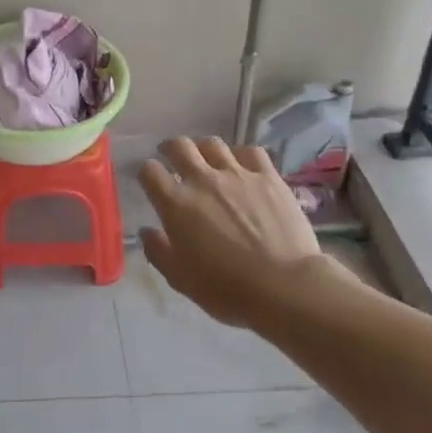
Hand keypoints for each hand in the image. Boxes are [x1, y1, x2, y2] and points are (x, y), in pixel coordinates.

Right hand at [138, 137, 345, 328]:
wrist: (285, 287)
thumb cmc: (227, 288)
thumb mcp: (180, 279)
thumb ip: (158, 251)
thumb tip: (146, 231)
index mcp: (176, 204)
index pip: (150, 171)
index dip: (147, 173)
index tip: (151, 182)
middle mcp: (203, 180)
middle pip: (179, 146)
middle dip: (170, 149)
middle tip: (173, 159)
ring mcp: (237, 174)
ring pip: (213, 144)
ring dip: (204, 150)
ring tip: (207, 161)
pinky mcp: (268, 177)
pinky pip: (251, 151)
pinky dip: (241, 155)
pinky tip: (243, 166)